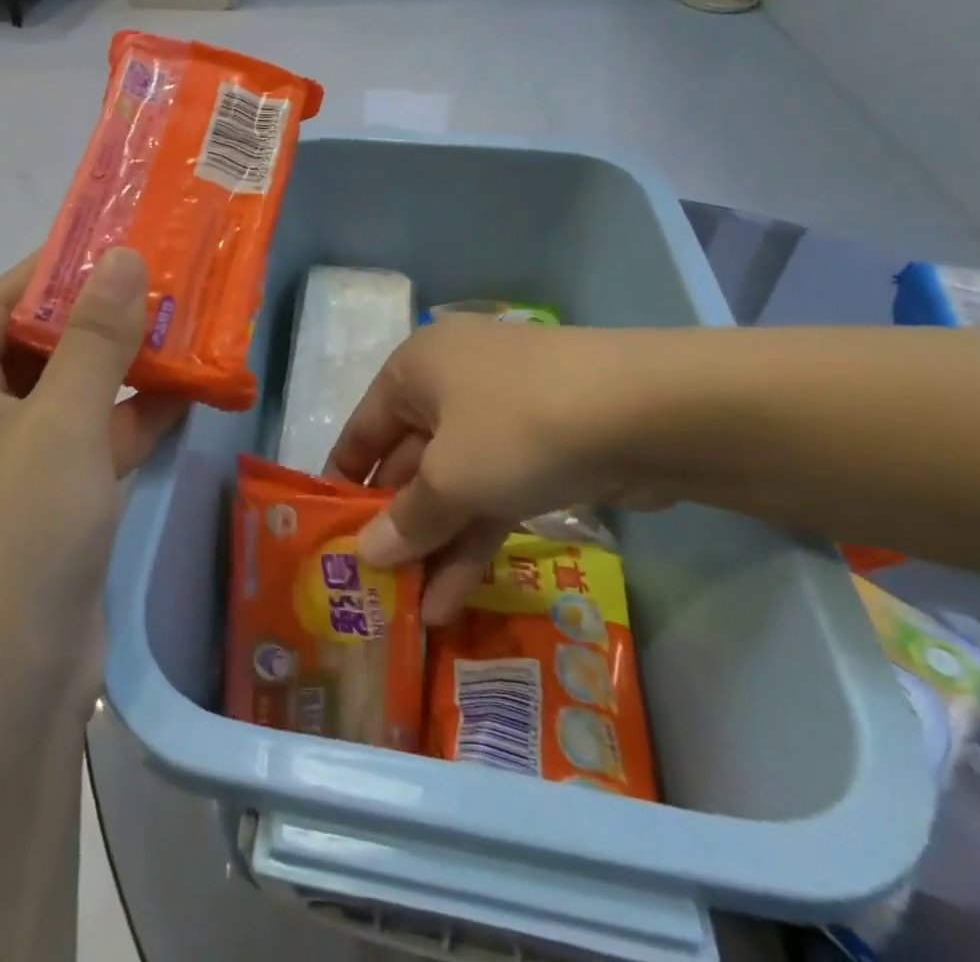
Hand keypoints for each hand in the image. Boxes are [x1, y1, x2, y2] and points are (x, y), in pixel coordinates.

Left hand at [0, 248, 188, 713]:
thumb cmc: (15, 535)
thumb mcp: (62, 422)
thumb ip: (96, 337)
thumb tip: (121, 255)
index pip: (6, 300)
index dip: (63, 267)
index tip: (126, 240)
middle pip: (43, 346)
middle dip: (106, 319)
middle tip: (173, 284)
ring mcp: (8, 468)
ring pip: (73, 396)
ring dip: (127, 370)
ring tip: (192, 331)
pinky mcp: (46, 510)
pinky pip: (90, 444)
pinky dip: (133, 422)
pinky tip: (189, 397)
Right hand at [328, 318, 668, 622]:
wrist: (650, 410)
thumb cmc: (518, 428)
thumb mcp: (451, 479)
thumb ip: (406, 520)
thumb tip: (365, 555)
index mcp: (414, 370)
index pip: (362, 431)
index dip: (344, 483)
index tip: (329, 537)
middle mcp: (450, 386)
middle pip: (408, 461)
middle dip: (397, 525)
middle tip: (375, 586)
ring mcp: (500, 417)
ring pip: (454, 484)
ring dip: (436, 544)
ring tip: (412, 609)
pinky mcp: (542, 448)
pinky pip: (493, 493)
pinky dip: (476, 537)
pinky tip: (455, 595)